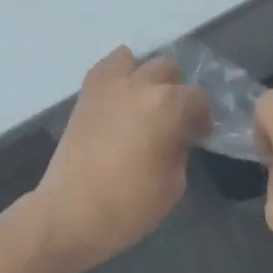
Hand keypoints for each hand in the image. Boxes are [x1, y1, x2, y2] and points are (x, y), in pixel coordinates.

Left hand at [31, 47, 209, 272]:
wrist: (71, 213)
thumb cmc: (130, 204)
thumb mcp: (174, 183)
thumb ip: (180, 149)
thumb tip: (176, 135)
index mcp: (168, 105)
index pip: (197, 97)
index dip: (201, 116)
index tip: (198, 135)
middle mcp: (140, 84)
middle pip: (168, 69)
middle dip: (176, 90)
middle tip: (173, 118)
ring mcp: (108, 85)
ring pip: (135, 59)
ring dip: (146, 76)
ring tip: (144, 103)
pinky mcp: (85, 94)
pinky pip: (106, 68)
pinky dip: (118, 75)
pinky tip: (121, 100)